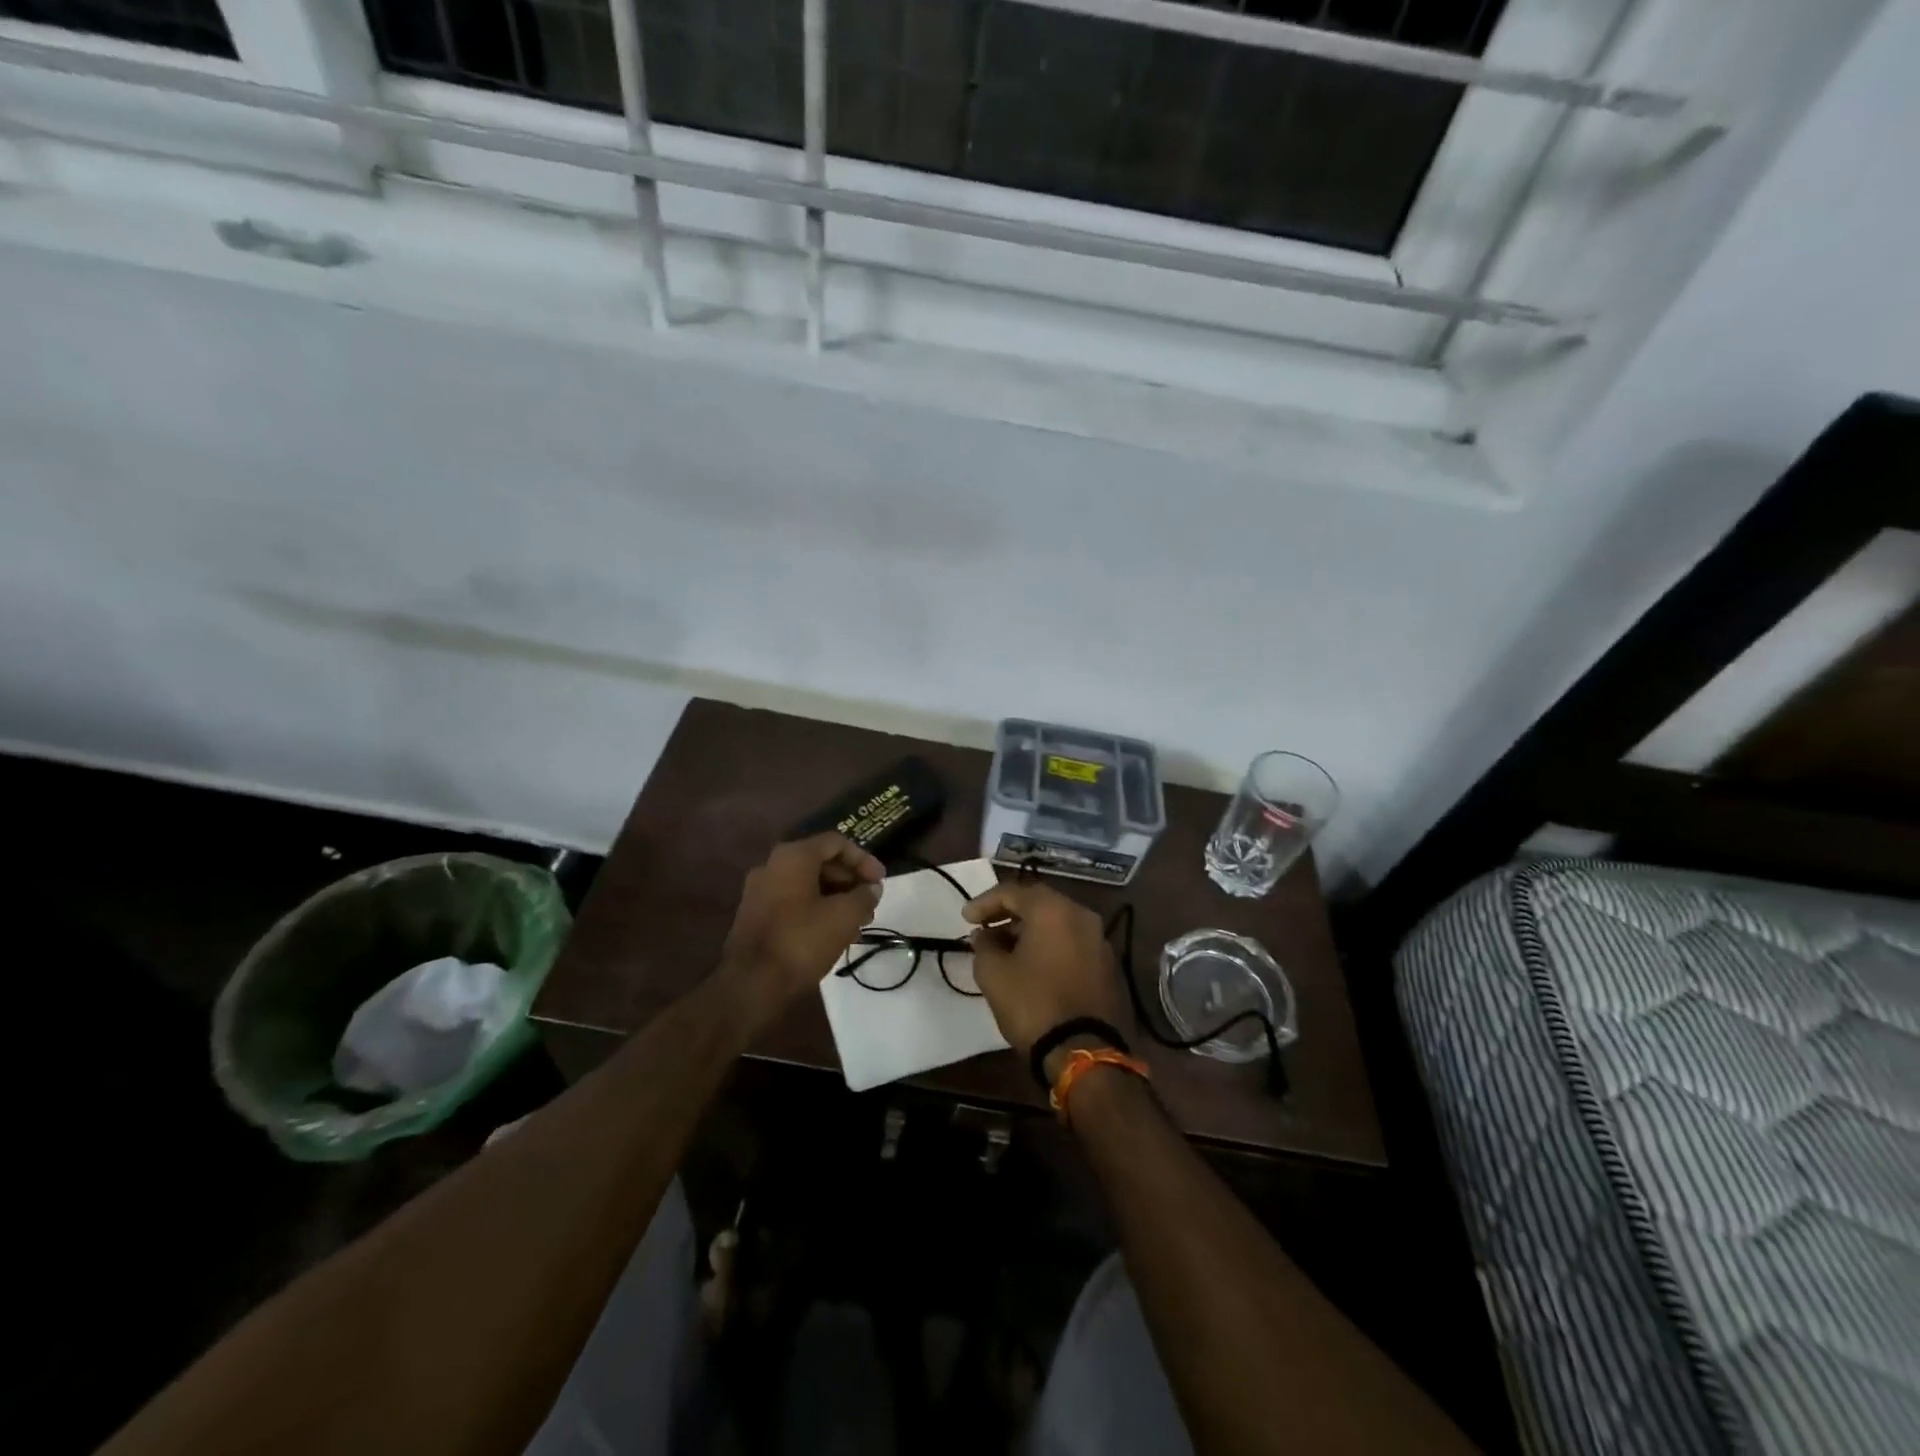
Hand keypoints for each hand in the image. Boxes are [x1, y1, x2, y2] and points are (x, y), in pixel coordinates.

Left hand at [719, 834, 883, 1019]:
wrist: (751, 985)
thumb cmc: (801, 941)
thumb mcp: (844, 917)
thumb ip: (864, 896)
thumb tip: (871, 888)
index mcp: (793, 856)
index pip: (836, 843)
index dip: (863, 859)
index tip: (880, 882)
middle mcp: (772, 866)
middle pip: (821, 862)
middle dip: (850, 881)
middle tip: (871, 903)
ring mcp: (759, 891)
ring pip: (807, 884)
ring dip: (836, 898)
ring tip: (858, 922)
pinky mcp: (755, 916)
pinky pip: (793, 902)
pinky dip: (817, 909)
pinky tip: (834, 934)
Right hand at [962, 881, 1129, 1070]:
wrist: (1082, 1052)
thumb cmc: (1032, 1004)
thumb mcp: (993, 974)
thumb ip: (983, 946)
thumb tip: (984, 936)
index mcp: (1054, 910)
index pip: (1012, 892)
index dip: (984, 903)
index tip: (965, 919)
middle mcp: (1082, 916)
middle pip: (1039, 903)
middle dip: (1008, 914)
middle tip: (985, 928)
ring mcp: (1099, 940)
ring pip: (1057, 923)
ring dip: (1029, 931)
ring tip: (1004, 949)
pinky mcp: (1107, 965)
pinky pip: (1072, 943)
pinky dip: (1050, 946)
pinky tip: (1032, 964)